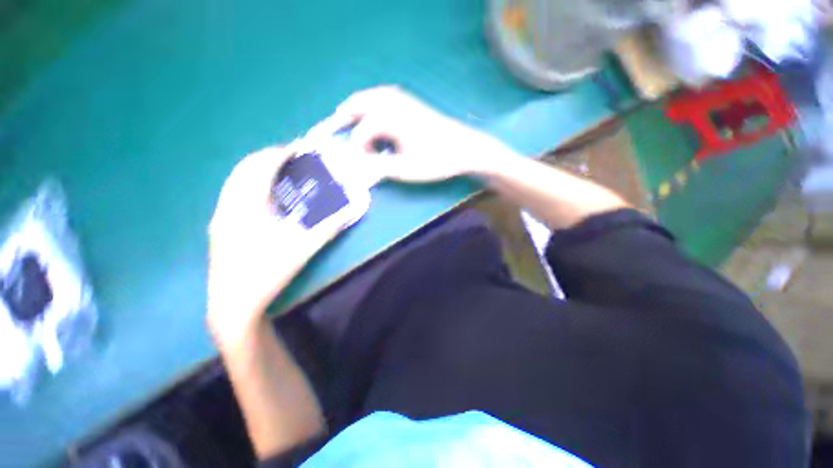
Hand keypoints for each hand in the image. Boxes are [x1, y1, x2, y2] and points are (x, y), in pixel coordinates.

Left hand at [207, 146, 352, 347]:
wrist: (234, 303)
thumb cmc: (267, 273)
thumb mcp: (303, 248)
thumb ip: (328, 226)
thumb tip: (350, 209)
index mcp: (246, 206)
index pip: (261, 166)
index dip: (281, 153)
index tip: (300, 148)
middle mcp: (229, 204)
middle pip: (245, 167)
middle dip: (269, 157)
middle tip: (292, 157)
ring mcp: (221, 215)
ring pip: (236, 179)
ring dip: (258, 169)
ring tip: (280, 171)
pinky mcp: (220, 225)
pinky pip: (234, 192)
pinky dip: (250, 184)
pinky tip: (265, 196)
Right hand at [322, 86, 509, 182]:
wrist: (465, 148)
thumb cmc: (438, 160)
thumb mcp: (407, 170)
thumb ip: (381, 167)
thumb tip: (361, 165)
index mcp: (393, 120)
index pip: (364, 130)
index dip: (356, 146)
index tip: (357, 161)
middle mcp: (396, 104)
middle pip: (363, 101)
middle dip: (348, 111)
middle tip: (336, 122)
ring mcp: (407, 102)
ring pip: (375, 96)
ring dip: (361, 104)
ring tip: (351, 116)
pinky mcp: (415, 105)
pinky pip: (388, 97)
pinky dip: (375, 102)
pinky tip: (376, 113)